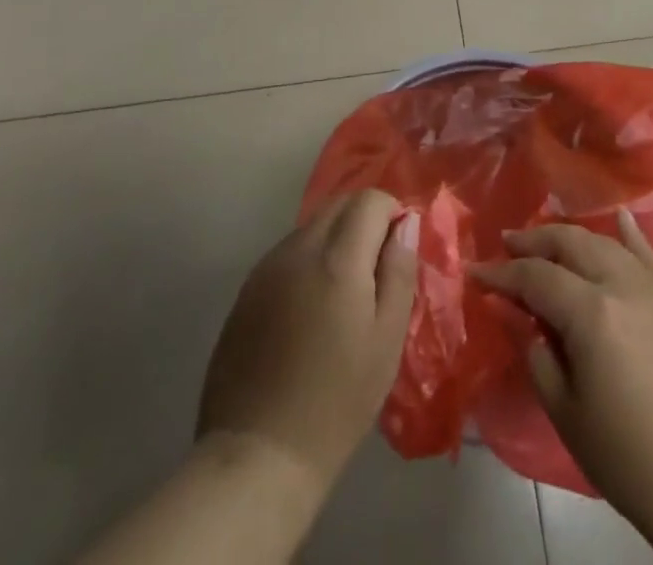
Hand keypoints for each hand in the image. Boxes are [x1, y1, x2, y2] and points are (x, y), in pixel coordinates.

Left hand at [197, 190, 419, 495]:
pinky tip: (310, 309)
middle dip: (364, 220)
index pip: (369, 199)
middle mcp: (299, 248)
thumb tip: (406, 224)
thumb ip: (399, 272)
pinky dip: (308, 261)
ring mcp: (267, 266)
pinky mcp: (246, 289)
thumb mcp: (386, 339)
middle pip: (338, 204)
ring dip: (335, 239)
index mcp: (338, 258)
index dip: (391, 214)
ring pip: (311, 227)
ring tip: (344, 293)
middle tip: (377, 269)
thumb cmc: (337, 401)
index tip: (399, 250)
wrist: (258, 453)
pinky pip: (287, 253)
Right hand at [473, 209, 652, 548]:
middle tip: (505, 247)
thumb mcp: (566, 409)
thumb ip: (535, 351)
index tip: (475, 273)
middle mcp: (620, 284)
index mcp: (591, 311)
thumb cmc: (628, 458)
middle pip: (569, 244)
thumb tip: (510, 311)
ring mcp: (651, 289)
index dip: (501, 274)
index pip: (535, 277)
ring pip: (602, 243)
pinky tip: (619, 217)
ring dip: (569, 237)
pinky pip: (646, 255)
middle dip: (534, 242)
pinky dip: (629, 234)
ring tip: (544, 241)